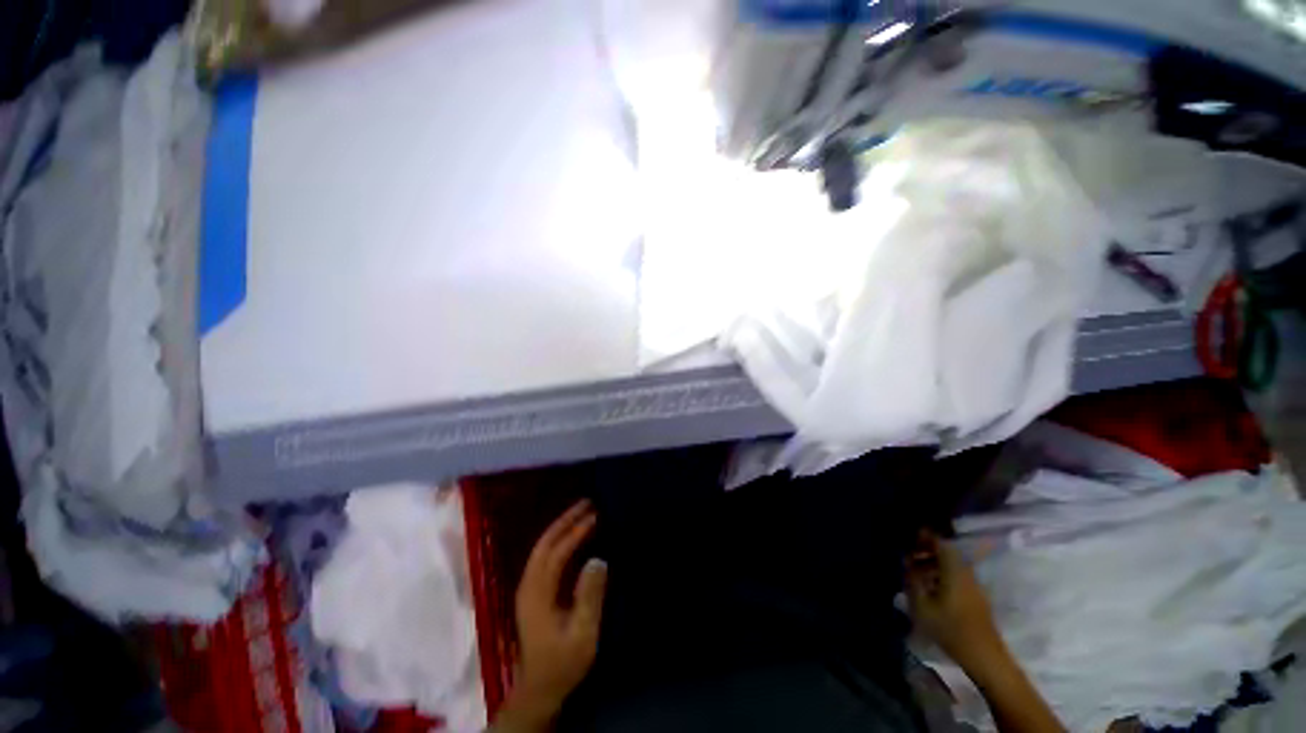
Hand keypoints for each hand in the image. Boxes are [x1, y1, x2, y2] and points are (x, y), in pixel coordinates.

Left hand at [496, 500, 606, 730]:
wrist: (539, 689)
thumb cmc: (563, 663)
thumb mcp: (582, 634)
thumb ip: (589, 597)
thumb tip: (597, 559)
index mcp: (538, 595)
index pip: (555, 553)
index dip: (575, 533)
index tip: (594, 515)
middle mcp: (528, 586)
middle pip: (543, 544)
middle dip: (564, 521)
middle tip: (587, 503)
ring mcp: (528, 589)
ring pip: (541, 549)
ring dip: (560, 528)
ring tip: (581, 513)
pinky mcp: (533, 592)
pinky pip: (544, 557)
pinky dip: (558, 540)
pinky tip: (572, 536)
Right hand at [906, 531, 1003, 669]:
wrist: (984, 656)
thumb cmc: (950, 628)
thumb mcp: (922, 606)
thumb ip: (912, 580)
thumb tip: (907, 562)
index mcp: (954, 571)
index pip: (941, 543)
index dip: (926, 538)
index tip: (912, 538)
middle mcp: (966, 573)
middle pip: (947, 553)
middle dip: (928, 551)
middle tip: (910, 557)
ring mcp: (973, 586)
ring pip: (952, 565)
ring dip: (934, 564)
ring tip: (916, 574)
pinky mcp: (975, 598)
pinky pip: (956, 576)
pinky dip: (942, 575)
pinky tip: (931, 588)